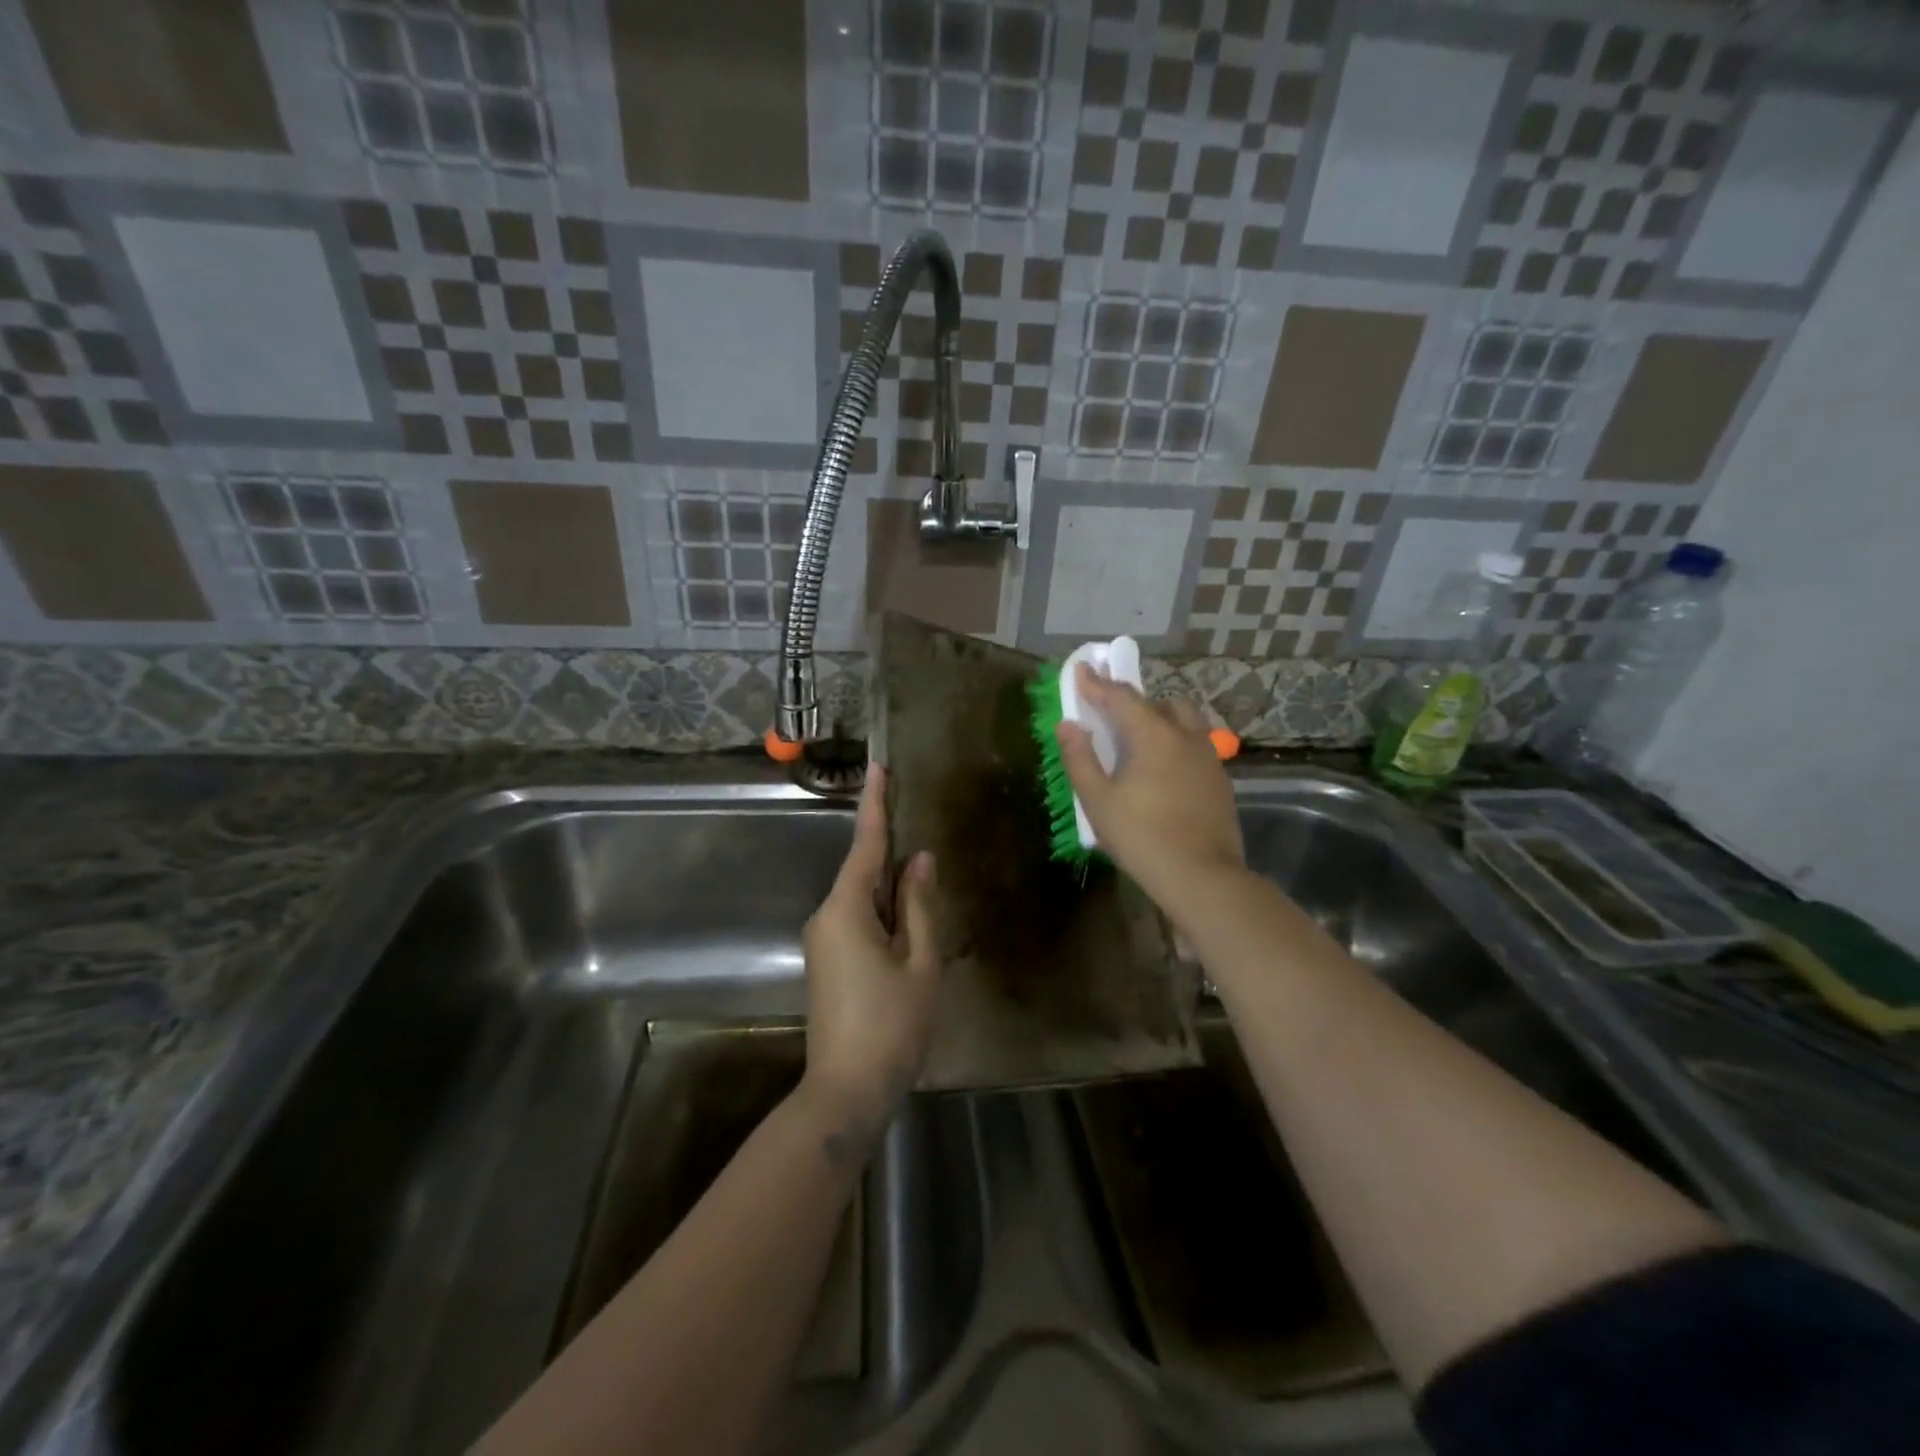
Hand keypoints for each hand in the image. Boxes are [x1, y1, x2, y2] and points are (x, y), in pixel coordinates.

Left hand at [800, 765, 941, 1154]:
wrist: (845, 1092)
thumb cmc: (892, 1025)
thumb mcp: (920, 962)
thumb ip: (919, 905)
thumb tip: (918, 860)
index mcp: (846, 909)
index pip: (865, 844)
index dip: (875, 803)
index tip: (878, 766)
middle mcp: (826, 916)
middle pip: (863, 869)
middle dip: (889, 846)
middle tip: (916, 818)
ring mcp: (823, 940)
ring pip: (861, 897)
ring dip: (890, 883)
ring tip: (923, 871)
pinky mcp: (828, 961)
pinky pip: (857, 918)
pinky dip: (883, 907)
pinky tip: (908, 913)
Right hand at [1055, 664, 1244, 909]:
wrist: (1202, 877)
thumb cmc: (1142, 837)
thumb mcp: (1098, 801)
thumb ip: (1080, 758)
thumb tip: (1069, 725)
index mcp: (1152, 735)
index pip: (1120, 697)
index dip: (1096, 683)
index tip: (1081, 670)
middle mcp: (1184, 735)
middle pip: (1156, 703)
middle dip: (1130, 701)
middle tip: (1108, 713)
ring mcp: (1207, 756)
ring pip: (1183, 720)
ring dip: (1159, 718)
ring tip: (1138, 739)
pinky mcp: (1219, 779)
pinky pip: (1194, 744)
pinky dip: (1174, 742)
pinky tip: (1163, 768)